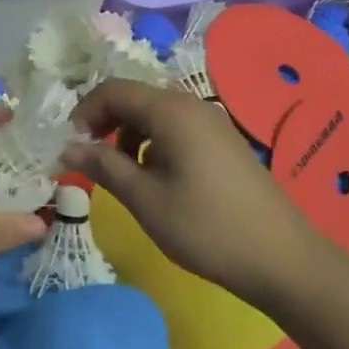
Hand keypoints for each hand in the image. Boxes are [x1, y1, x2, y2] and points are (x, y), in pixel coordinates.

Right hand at [63, 79, 310, 306]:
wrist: (281, 258)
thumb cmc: (205, 227)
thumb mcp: (144, 199)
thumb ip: (103, 166)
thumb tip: (67, 146)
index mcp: (170, 111)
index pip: (113, 90)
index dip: (84, 113)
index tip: (71, 147)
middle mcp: (192, 104)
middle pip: (135, 97)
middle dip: (106, 123)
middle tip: (91, 161)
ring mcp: (213, 122)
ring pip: (156, 114)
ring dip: (130, 135)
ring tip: (123, 174)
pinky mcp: (224, 142)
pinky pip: (178, 128)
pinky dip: (155, 143)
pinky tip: (158, 179)